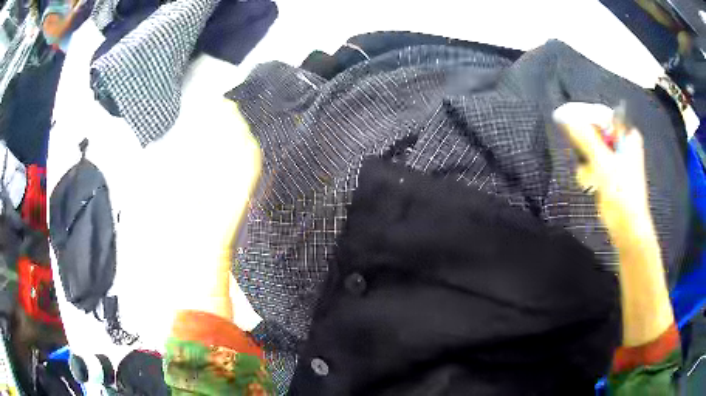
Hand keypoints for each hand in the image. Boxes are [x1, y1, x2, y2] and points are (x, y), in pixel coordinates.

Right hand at [553, 102, 655, 250]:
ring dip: (586, 162)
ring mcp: (615, 161)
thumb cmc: (621, 191)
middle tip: (582, 153)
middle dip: (586, 145)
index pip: (604, 116)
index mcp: (627, 136)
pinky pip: (592, 166)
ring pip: (592, 150)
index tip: (573, 123)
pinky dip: (589, 173)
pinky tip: (591, 184)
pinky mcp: (608, 176)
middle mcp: (622, 145)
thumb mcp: (603, 160)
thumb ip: (585, 137)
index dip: (589, 118)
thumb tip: (565, 118)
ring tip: (590, 176)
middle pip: (597, 133)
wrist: (626, 226)